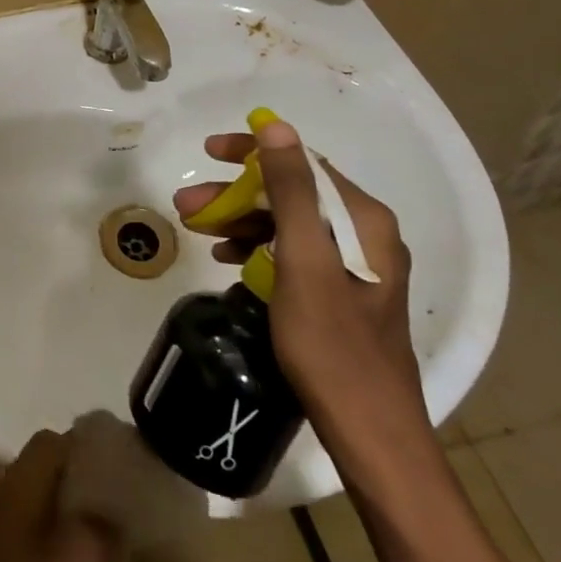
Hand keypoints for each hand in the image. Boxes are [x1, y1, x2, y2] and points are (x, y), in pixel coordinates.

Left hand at [0, 430, 129, 561]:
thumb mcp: (88, 548)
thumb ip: (106, 518)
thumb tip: (113, 509)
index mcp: (17, 479)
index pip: (53, 441)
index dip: (88, 446)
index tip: (123, 463)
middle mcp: (6, 503)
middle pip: (52, 482)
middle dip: (88, 491)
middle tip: (126, 507)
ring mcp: (4, 548)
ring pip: (51, 523)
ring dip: (81, 533)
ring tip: (117, 547)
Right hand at [172, 117, 430, 457]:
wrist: (372, 435)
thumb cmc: (332, 345)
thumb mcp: (303, 261)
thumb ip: (291, 190)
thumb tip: (275, 126)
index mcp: (362, 219)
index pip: (301, 162)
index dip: (251, 152)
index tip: (208, 153)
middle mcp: (364, 233)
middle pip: (291, 193)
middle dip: (236, 194)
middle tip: (188, 205)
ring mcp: (354, 265)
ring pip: (287, 224)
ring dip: (241, 221)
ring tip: (197, 230)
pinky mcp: (341, 293)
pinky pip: (292, 253)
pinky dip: (257, 249)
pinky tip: (227, 259)